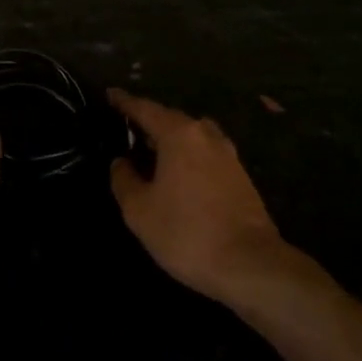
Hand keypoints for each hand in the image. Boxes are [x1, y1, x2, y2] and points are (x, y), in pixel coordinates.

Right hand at [108, 89, 289, 303]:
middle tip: (127, 129)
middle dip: (148, 121)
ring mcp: (227, 154)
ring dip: (171, 140)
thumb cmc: (187, 233)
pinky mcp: (241, 176)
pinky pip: (205, 153)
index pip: (145, 108)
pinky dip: (188, 156)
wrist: (251, 265)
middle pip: (170, 119)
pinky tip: (179, 175)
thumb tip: (121, 162)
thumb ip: (124, 180)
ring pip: (191, 136)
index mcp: (178, 134)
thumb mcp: (140, 211)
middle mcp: (205, 134)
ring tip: (152, 152)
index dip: (124, 102)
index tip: (110, 94)